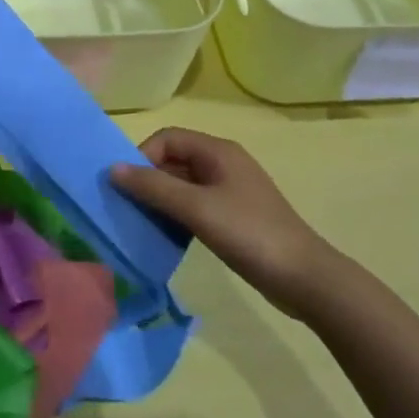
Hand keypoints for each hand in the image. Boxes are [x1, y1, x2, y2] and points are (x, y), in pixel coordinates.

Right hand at [112, 127, 336, 317]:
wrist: (305, 278)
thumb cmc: (249, 234)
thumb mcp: (197, 209)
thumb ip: (154, 187)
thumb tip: (113, 169)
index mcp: (217, 151)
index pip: (167, 138)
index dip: (143, 157)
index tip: (129, 187)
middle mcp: (223, 163)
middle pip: (174, 160)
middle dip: (149, 180)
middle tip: (130, 208)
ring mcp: (231, 190)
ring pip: (183, 185)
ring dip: (162, 200)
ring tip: (145, 224)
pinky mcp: (235, 216)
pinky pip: (196, 205)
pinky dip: (178, 215)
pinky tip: (170, 237)